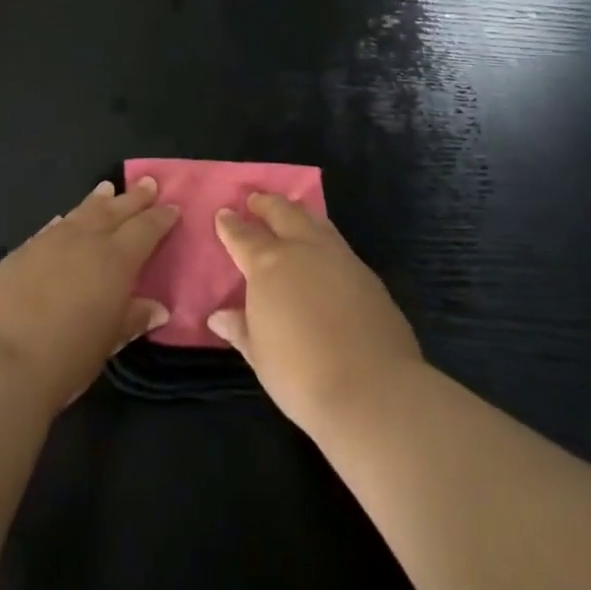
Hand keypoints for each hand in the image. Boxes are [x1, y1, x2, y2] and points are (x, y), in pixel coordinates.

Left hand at [0, 177, 178, 413]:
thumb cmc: (65, 358)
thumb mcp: (107, 343)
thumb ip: (132, 319)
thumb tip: (156, 308)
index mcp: (115, 260)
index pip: (145, 229)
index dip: (160, 218)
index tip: (172, 207)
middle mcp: (84, 240)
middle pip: (114, 211)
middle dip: (133, 198)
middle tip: (147, 183)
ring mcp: (48, 242)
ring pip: (80, 213)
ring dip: (97, 202)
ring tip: (107, 189)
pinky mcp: (18, 254)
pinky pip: (50, 229)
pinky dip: (63, 222)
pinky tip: (63, 220)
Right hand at [207, 194, 422, 433]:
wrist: (372, 389)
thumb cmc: (301, 375)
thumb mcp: (260, 355)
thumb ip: (241, 328)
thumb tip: (219, 316)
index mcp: (268, 265)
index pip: (243, 236)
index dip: (231, 224)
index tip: (224, 214)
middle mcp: (303, 249)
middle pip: (282, 212)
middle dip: (266, 204)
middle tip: (255, 200)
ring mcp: (339, 257)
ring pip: (314, 220)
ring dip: (297, 213)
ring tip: (290, 212)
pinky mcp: (367, 274)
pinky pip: (337, 243)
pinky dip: (323, 237)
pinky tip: (323, 252)